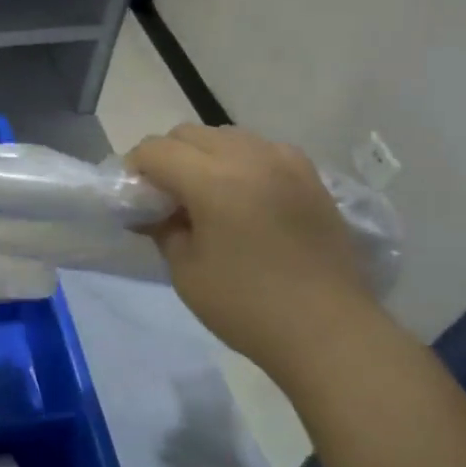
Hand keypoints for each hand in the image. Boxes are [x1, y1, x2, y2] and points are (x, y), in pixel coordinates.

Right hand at [128, 125, 379, 372]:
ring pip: (226, 136)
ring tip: (206, 195)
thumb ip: (163, 228)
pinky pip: (262, 150)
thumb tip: (153, 211)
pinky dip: (241, 162)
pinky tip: (244, 197)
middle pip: (189, 134)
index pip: (155, 150)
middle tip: (165, 197)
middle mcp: (250, 157)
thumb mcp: (185, 271)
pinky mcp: (310, 176)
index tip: (135, 197)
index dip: (135, 168)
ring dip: (204, 156)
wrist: (330, 332)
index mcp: (213, 179)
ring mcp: (285, 162)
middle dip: (167, 157)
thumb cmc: (247, 306)